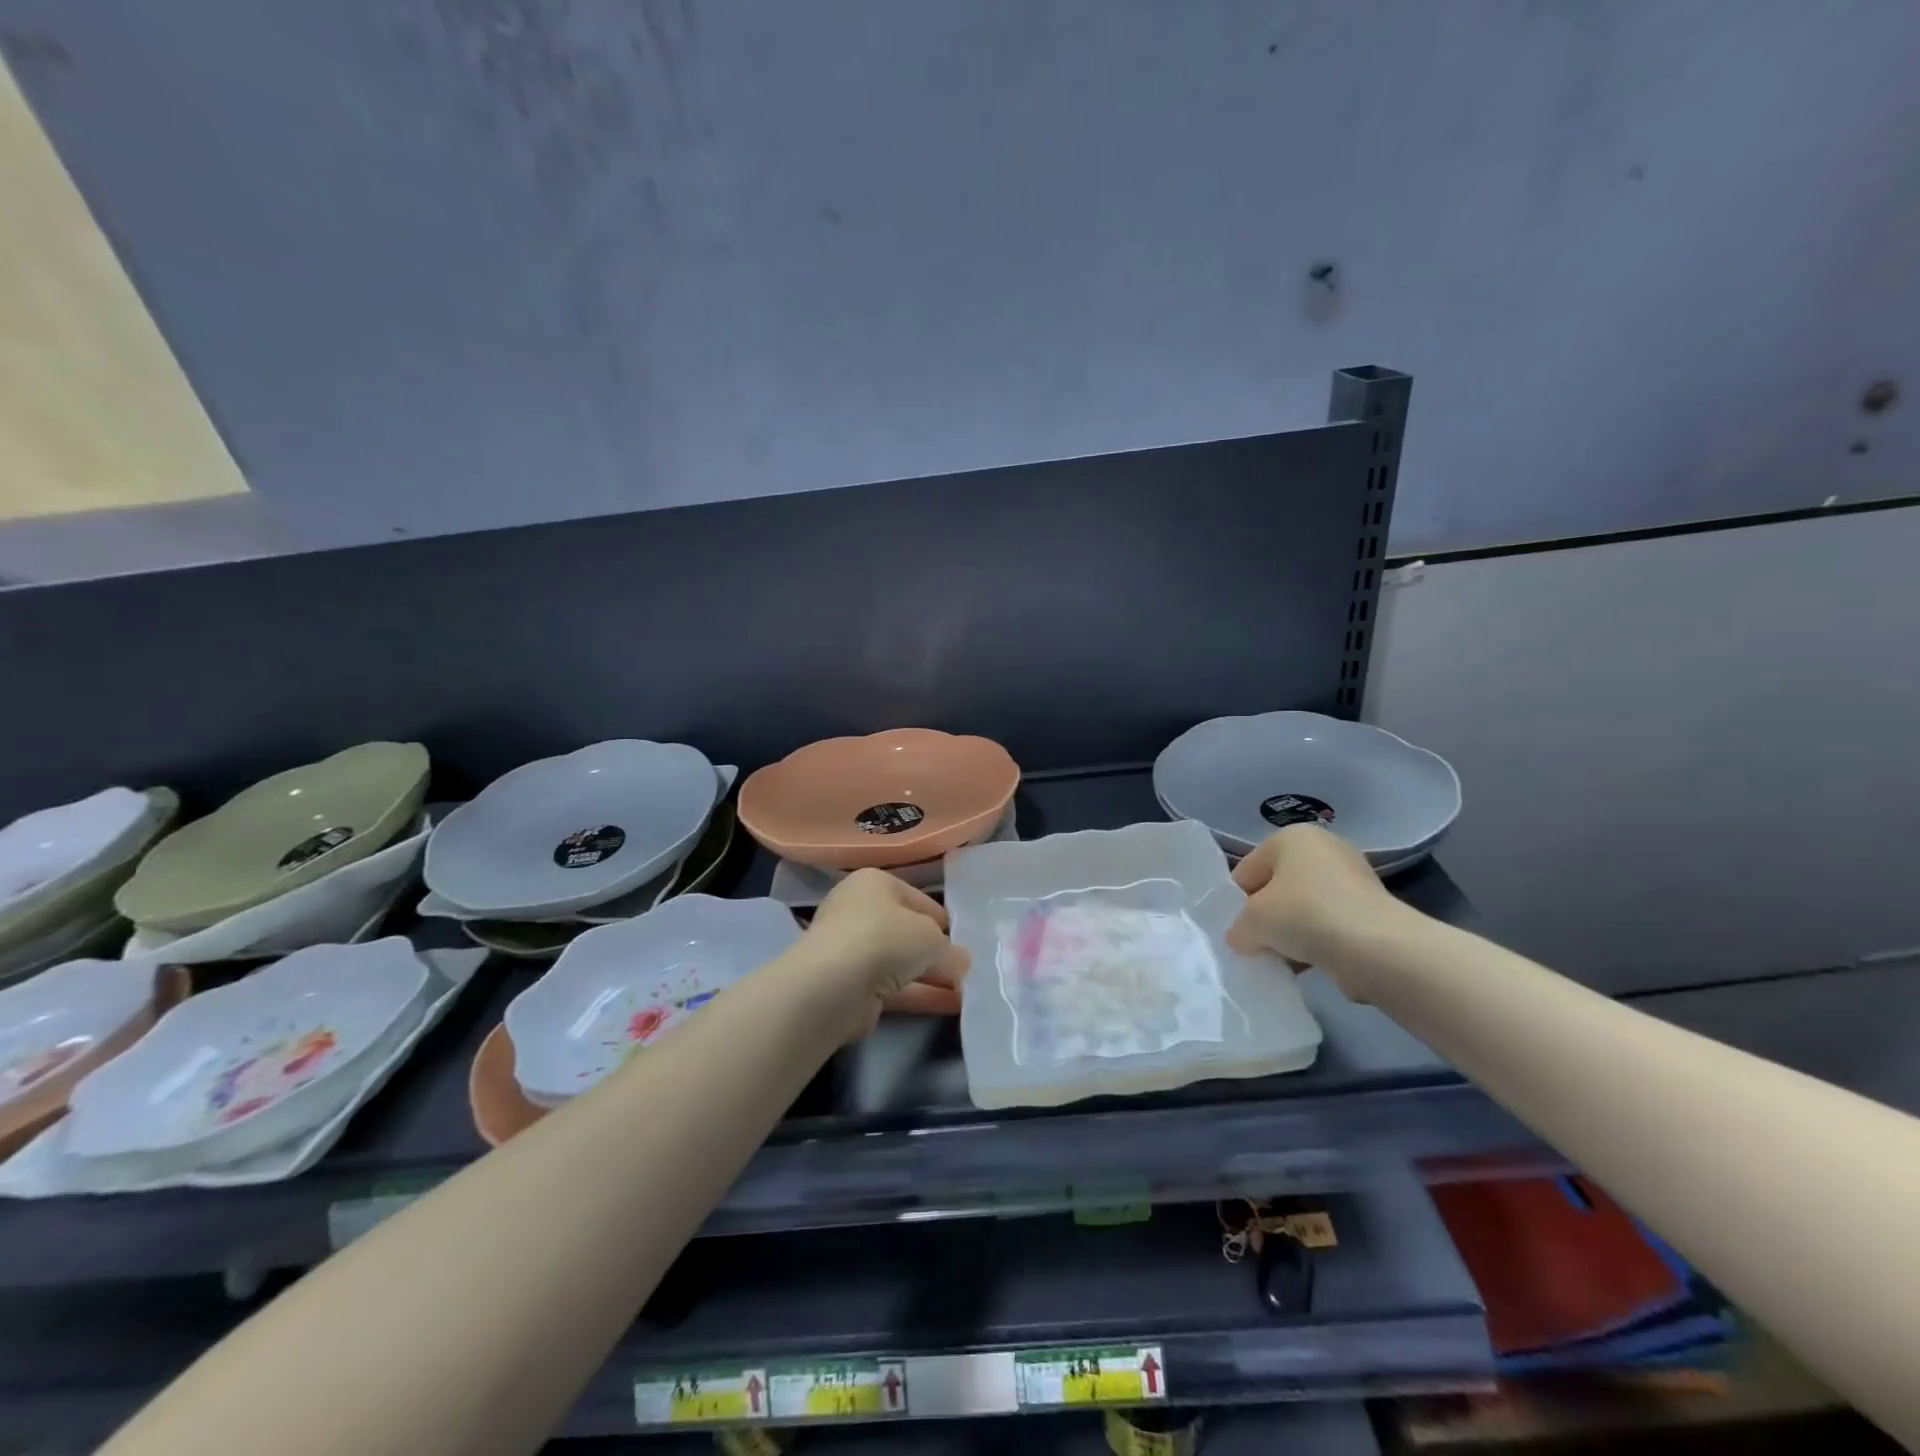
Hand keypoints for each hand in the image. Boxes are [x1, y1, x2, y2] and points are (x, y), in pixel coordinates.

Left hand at [800, 869, 970, 1035]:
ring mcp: (852, 950)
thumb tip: (961, 963)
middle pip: (907, 931)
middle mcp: (859, 911)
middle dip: (936, 951)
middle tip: (966, 968)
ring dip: (932, 976)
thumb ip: (950, 951)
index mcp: (875, 884)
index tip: (964, 939)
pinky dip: (921, 995)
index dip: (942, 919)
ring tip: (967, 990)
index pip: (917, 898)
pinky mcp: (852, 986)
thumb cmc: (885, 938)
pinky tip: (950, 1005)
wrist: (834, 985)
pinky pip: (894, 987)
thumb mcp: (931, 938)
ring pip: (901, 962)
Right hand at [1225, 825, 1397, 986]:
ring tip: (1285, 959)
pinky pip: (1328, 924)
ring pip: (1302, 908)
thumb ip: (1237, 929)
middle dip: (1266, 918)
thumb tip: (1243, 939)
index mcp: (1290, 836)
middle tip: (1260, 946)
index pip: (1246, 872)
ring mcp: (1351, 877)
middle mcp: (1322, 848)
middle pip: (1276, 888)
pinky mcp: (1370, 908)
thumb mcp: (1252, 922)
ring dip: (1291, 933)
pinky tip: (1310, 963)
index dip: (1237, 904)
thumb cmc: (1304, 915)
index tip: (1239, 932)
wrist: (1376, 948)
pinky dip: (1317, 941)